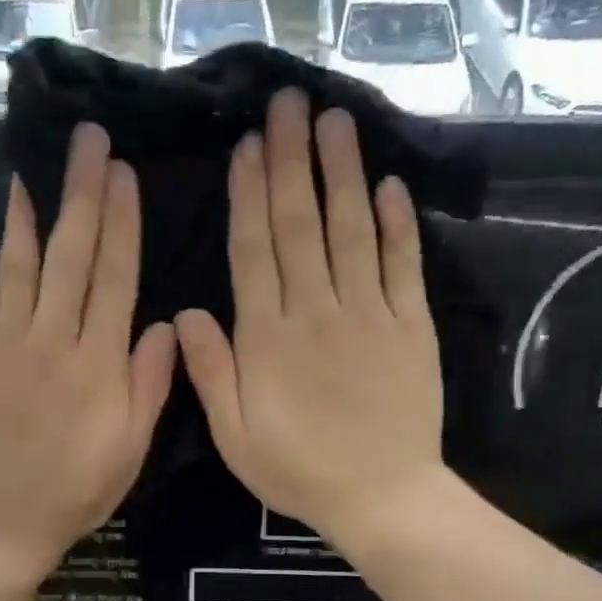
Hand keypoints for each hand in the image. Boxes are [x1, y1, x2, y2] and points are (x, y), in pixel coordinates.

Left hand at [0, 122, 176, 590]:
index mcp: (97, 362)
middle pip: (69, 256)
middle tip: (84, 140)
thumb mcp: (131, 449)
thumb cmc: (75, 491)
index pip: (114, 276)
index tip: (123, 173)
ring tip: (29, 170)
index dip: (121, 221)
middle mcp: (49, 341)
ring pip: (15, 268)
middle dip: (80, 193)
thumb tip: (164, 324)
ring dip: (24, 216)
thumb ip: (149, 384)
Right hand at [175, 89, 445, 548]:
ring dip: (341, 173)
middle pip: (301, 225)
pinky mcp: (412, 326)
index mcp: (269, 337)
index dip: (249, 195)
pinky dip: (398, 224)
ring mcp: (370, 313)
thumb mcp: (235, 435)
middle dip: (292, 161)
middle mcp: (317, 310)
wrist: (382, 497)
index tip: (248, 146)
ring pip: (352, 230)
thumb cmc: (299, 469)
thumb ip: (211, 372)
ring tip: (335, 121)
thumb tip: (188, 312)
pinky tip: (389, 184)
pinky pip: (404, 265)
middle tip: (289, 103)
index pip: (255, 251)